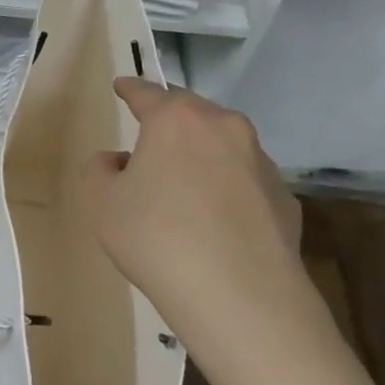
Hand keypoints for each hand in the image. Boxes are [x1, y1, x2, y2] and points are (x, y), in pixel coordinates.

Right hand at [83, 79, 344, 381]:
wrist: (241, 299)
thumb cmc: (158, 239)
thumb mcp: (101, 203)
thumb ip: (99, 170)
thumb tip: (118, 161)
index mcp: (177, 120)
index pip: (146, 93)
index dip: (130, 88)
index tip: (122, 85)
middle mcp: (224, 128)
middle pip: (191, 114)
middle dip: (170, 122)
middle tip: (150, 144)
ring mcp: (261, 162)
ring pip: (223, 146)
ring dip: (202, 156)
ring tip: (184, 190)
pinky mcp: (285, 199)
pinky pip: (246, 183)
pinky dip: (229, 191)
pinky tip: (217, 225)